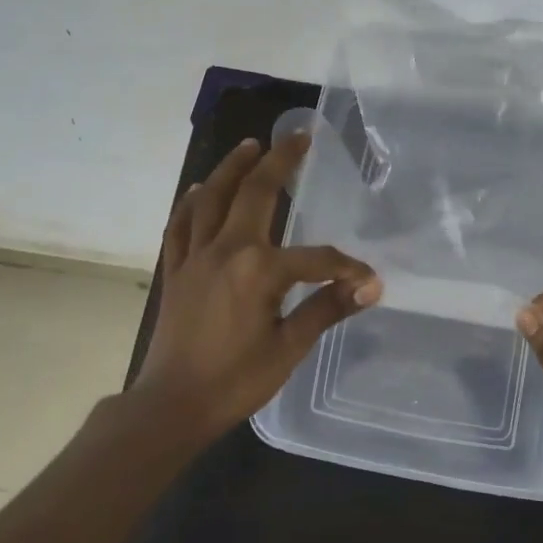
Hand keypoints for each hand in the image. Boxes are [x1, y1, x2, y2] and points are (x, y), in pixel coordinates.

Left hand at [131, 132, 382, 443]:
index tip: (366, 280)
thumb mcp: (289, 348)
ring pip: (212, 198)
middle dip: (279, 162)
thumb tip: (370, 287)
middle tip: (298, 138)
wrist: (172, 405)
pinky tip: (200, 189)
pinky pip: (181, 225)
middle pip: (255, 193)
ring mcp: (195, 256)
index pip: (316, 258)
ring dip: (232, 168)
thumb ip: (326, 309)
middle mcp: (226, 249)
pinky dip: (192, 203)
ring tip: (249, 145)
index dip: (345, 267)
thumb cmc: (235, 381)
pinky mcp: (176, 270)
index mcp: (259, 270)